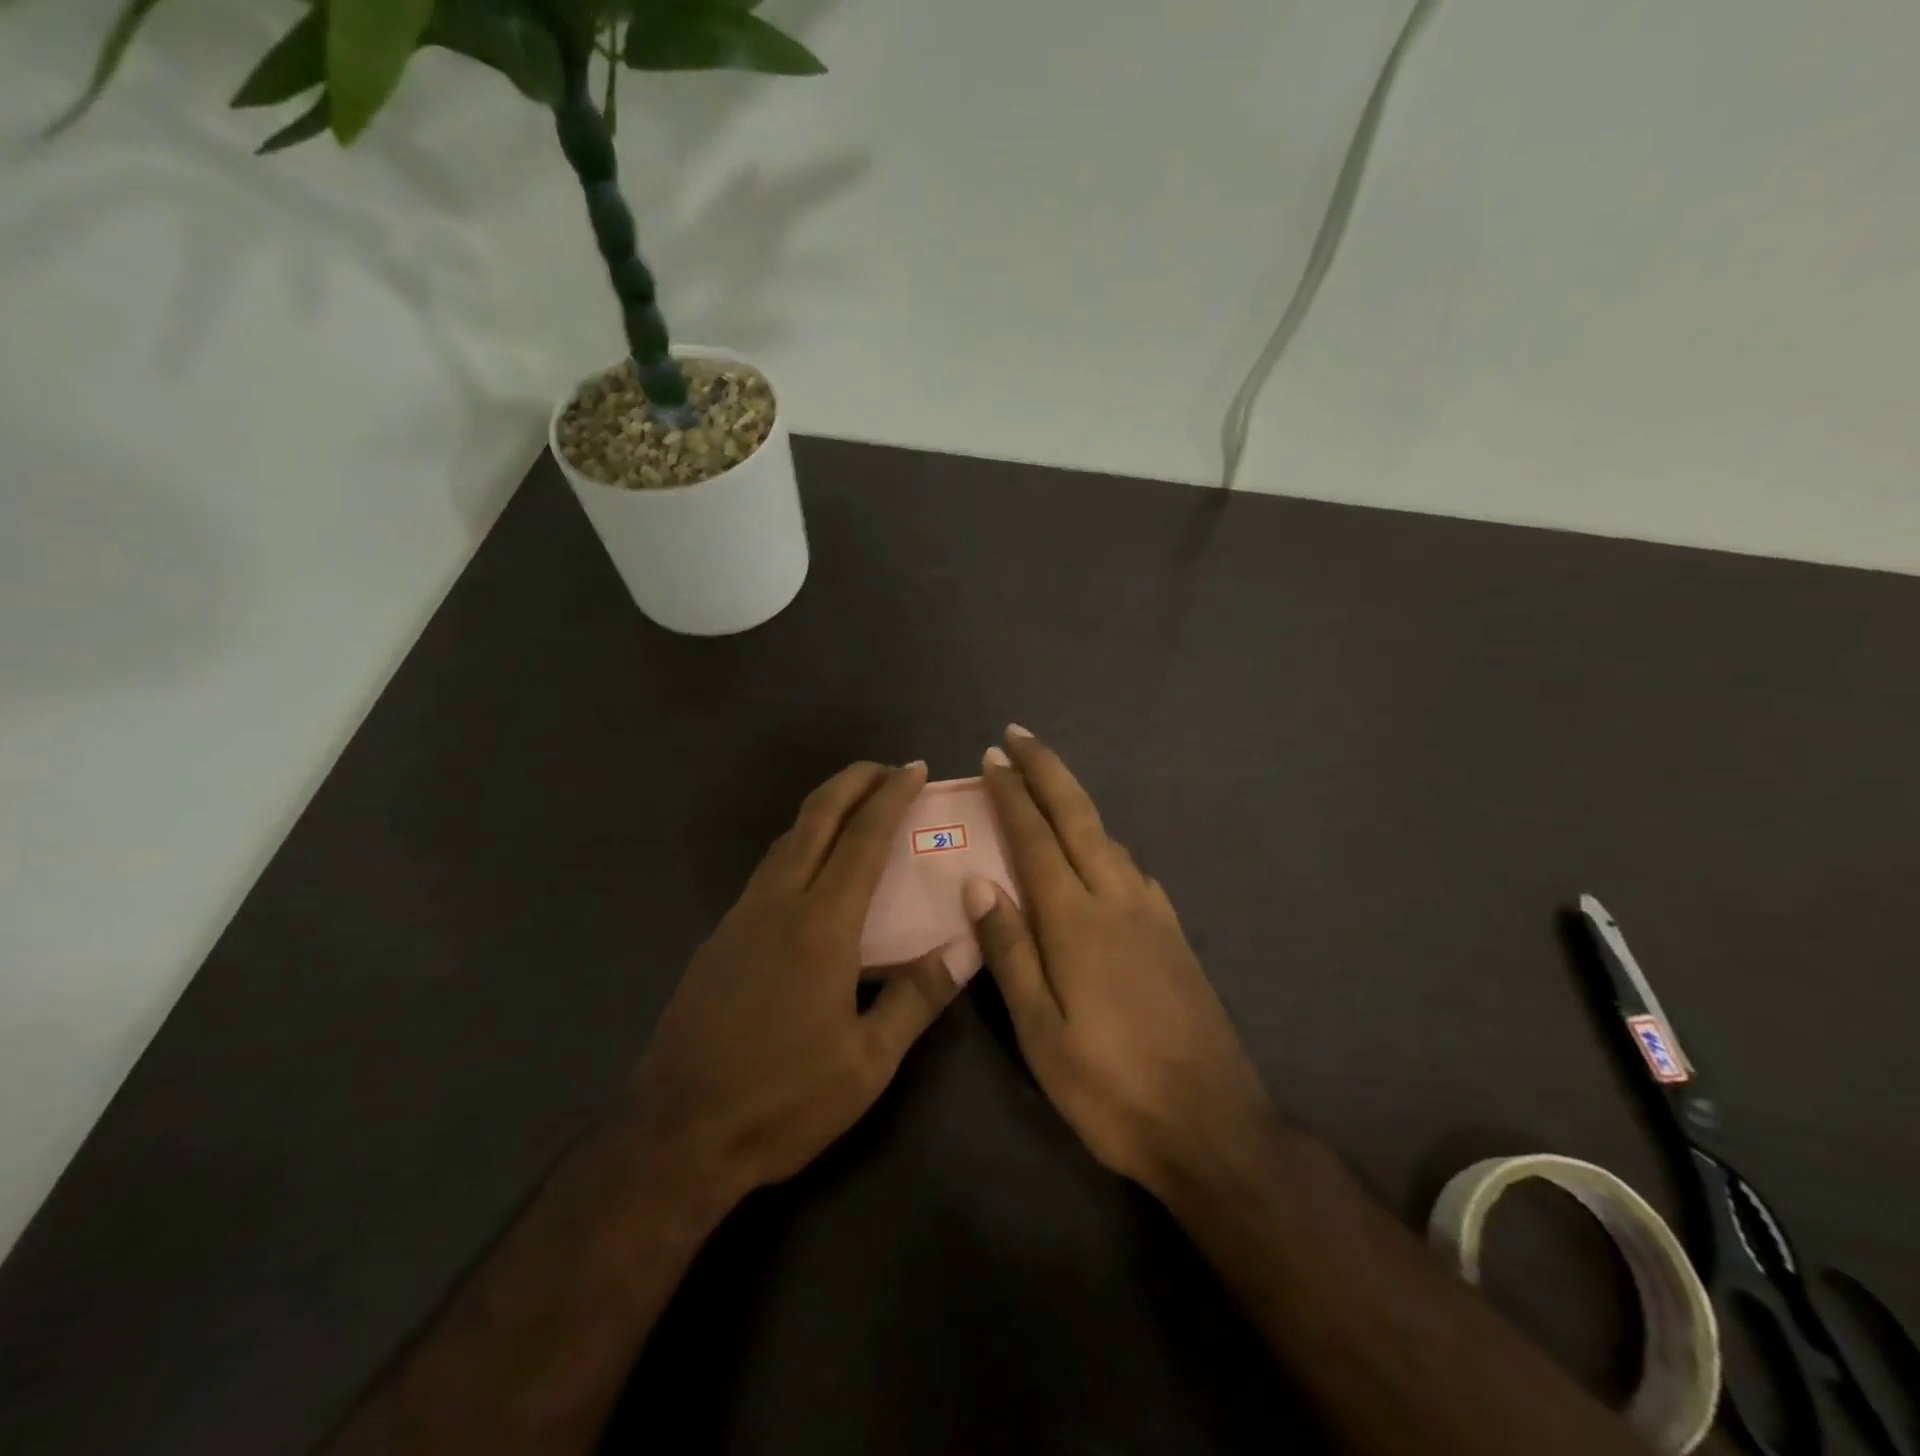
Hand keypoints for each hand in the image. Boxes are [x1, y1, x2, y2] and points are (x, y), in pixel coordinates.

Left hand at [627, 761, 970, 1202]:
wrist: (675, 1136)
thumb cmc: (781, 1101)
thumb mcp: (866, 1064)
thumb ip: (916, 999)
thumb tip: (966, 948)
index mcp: (820, 927)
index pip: (863, 840)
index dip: (891, 797)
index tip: (914, 769)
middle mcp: (777, 905)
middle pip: (815, 819)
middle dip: (851, 782)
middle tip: (886, 769)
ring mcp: (740, 919)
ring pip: (785, 841)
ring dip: (823, 811)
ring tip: (856, 811)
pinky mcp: (720, 939)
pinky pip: (767, 871)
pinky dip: (799, 846)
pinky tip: (812, 873)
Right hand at [971, 728, 1280, 1201]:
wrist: (1213, 1125)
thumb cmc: (1111, 1087)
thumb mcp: (1041, 1033)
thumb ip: (1010, 952)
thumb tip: (979, 882)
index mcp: (1076, 921)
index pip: (1034, 840)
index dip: (1012, 794)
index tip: (993, 756)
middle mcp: (1117, 900)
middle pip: (1078, 817)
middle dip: (1047, 770)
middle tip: (1019, 734)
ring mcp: (1152, 914)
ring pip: (1107, 838)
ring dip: (1074, 802)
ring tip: (1047, 786)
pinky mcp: (1173, 934)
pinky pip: (1131, 868)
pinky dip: (1104, 842)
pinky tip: (1099, 853)